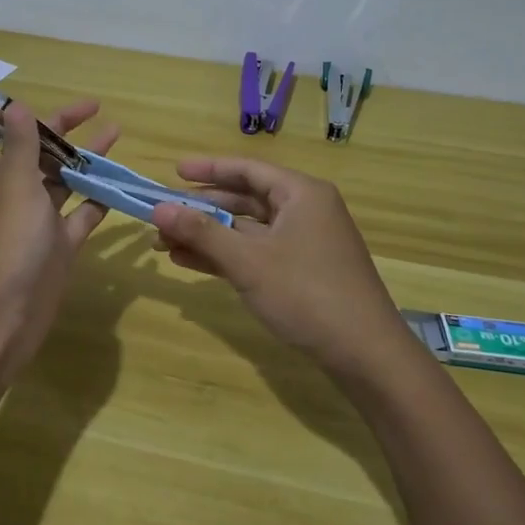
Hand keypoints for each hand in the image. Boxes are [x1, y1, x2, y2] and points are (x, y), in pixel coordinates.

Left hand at [0, 97, 118, 384]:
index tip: (20, 96)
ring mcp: (33, 222)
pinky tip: (119, 183)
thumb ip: (18, 146)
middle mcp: (8, 194)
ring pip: (59, 181)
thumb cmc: (2, 246)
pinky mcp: (56, 248)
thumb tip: (14, 105)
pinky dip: (97, 199)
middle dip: (57, 128)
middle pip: (31, 152)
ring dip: (82, 158)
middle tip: (93, 107)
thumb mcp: (12, 186)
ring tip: (115, 132)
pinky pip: (80, 216)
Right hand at [151, 159, 408, 377]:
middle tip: (162, 215)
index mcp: (300, 193)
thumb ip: (202, 233)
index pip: (247, 169)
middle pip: (245, 199)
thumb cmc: (307, 294)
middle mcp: (304, 210)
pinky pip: (256, 252)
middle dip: (201, 209)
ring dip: (208, 236)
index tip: (173, 171)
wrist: (366, 355)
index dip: (208, 169)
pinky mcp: (302, 271)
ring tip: (165, 244)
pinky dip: (226, 256)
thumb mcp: (248, 262)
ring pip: (247, 229)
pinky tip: (190, 262)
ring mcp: (305, 242)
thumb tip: (158, 208)